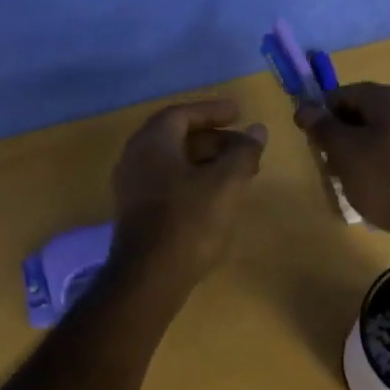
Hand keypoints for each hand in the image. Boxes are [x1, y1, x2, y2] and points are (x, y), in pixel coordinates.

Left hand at [110, 99, 267, 288]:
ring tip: (238, 173)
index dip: (212, 111)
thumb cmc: (188, 222)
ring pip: (174, 162)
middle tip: (245, 147)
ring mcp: (132, 187)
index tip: (239, 112)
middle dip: (214, 139)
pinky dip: (194, 180)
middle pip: (177, 137)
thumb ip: (243, 152)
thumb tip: (257, 130)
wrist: (148, 279)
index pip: (182, 113)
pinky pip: (168, 182)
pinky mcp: (136, 212)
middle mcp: (136, 158)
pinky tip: (217, 197)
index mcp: (152, 143)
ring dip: (206, 161)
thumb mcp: (225, 183)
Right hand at [294, 82, 389, 243]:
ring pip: (373, 136)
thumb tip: (304, 108)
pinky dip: (373, 166)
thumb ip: (322, 126)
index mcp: (389, 98)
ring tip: (346, 180)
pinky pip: (389, 154)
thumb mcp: (344, 150)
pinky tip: (367, 189)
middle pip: (359, 113)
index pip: (342, 93)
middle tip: (327, 164)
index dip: (321, 114)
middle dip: (338, 136)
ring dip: (354, 154)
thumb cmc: (386, 178)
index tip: (311, 142)